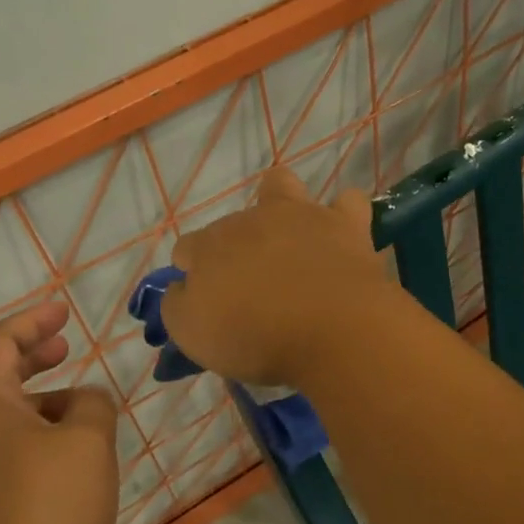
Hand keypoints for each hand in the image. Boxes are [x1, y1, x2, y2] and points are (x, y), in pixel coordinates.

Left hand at [0, 302, 118, 523]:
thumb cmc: (48, 503)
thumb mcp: (87, 439)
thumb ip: (93, 404)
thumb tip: (86, 401)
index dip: (32, 322)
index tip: (63, 312)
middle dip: (31, 356)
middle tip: (65, 347)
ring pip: (6, 420)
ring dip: (41, 402)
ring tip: (83, 408)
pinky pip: (12, 454)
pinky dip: (41, 438)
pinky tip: (74, 459)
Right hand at [161, 168, 400, 387]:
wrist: (329, 331)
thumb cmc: (253, 336)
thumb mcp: (192, 333)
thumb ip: (178, 305)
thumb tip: (182, 288)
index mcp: (209, 247)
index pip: (187, 248)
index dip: (192, 271)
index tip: (206, 301)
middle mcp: (250, 221)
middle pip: (232, 224)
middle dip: (235, 248)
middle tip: (249, 290)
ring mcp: (300, 216)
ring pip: (281, 186)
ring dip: (279, 205)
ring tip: (287, 241)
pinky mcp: (345, 226)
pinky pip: (346, 203)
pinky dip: (341, 217)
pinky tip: (339, 239)